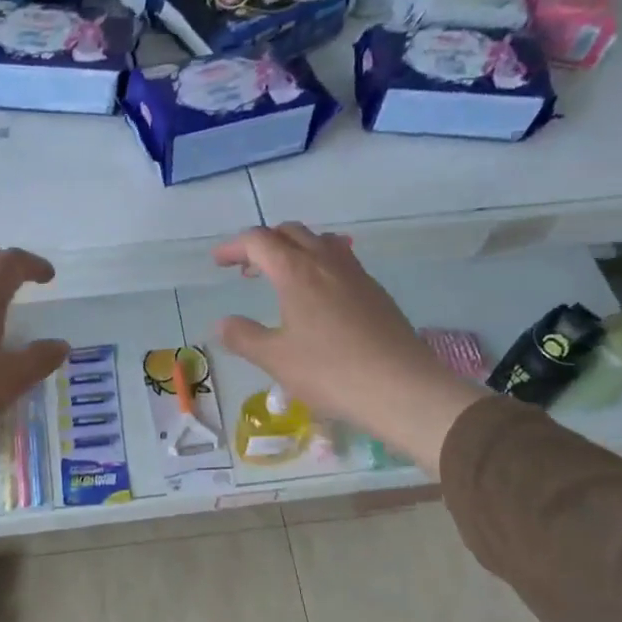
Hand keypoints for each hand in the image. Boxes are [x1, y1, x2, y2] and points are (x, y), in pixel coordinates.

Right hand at [213, 224, 481, 472]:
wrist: (402, 388)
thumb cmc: (330, 372)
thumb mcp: (276, 359)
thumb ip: (244, 337)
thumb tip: (222, 323)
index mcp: (296, 271)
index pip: (258, 241)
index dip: (234, 247)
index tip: (218, 263)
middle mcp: (326, 261)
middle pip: (290, 232)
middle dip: (263, 244)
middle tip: (247, 270)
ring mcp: (356, 274)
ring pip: (320, 241)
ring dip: (295, 249)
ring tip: (283, 277)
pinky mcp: (375, 291)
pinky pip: (341, 260)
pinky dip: (319, 264)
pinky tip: (319, 298)